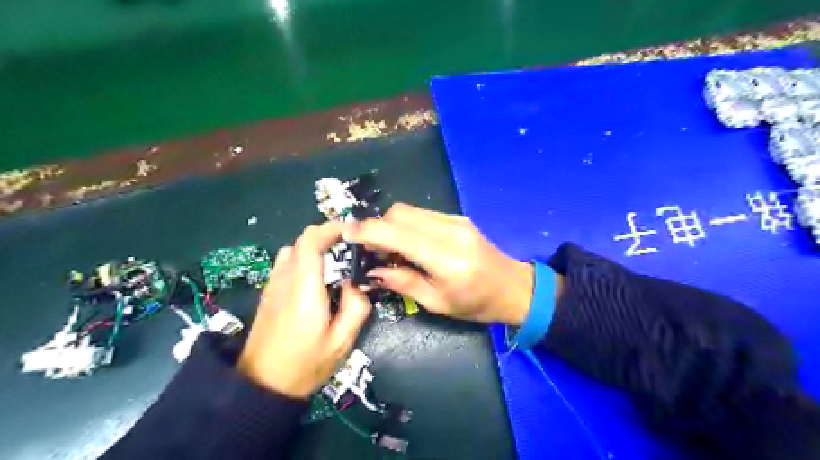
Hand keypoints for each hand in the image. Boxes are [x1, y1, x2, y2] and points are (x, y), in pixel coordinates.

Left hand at [238, 223, 371, 398]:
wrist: (260, 387)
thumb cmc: (304, 365)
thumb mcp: (341, 342)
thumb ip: (356, 307)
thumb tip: (354, 284)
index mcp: (304, 288)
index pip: (311, 241)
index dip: (331, 228)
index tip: (352, 230)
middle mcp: (285, 279)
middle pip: (302, 241)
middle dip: (327, 237)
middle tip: (351, 249)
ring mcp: (273, 285)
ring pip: (293, 250)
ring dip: (314, 248)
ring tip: (335, 264)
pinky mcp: (269, 293)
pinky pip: (286, 263)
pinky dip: (304, 260)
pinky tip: (317, 281)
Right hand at [343, 203, 535, 323]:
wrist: (515, 288)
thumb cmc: (476, 304)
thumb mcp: (437, 303)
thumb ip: (402, 282)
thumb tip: (372, 269)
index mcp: (445, 257)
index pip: (397, 233)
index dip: (367, 231)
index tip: (346, 235)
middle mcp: (449, 230)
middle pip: (399, 213)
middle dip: (378, 228)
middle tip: (372, 251)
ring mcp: (455, 220)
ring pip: (409, 211)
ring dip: (392, 226)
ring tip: (390, 251)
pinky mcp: (458, 218)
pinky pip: (422, 215)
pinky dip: (407, 226)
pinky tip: (409, 245)